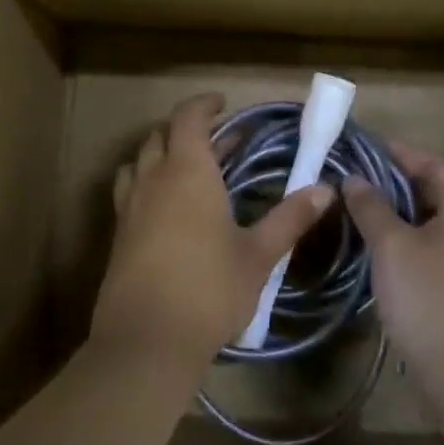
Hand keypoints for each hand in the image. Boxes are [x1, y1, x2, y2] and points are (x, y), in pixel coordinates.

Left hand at [93, 93, 334, 369]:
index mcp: (187, 172)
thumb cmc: (209, 289)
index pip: (188, 118)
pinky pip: (130, 191)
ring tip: (188, 168)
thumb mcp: (258, 255)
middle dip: (187, 129)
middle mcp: (152, 180)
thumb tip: (325, 189)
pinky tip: (168, 210)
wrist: (147, 340)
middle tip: (218, 140)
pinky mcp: (118, 235)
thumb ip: (290, 218)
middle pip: (160, 136)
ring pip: (140, 162)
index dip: (204, 105)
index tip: (223, 104)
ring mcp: (129, 207)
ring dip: (161, 154)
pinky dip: (148, 182)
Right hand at [342, 142, 443, 404]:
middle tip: (363, 180)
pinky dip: (415, 240)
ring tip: (367, 212)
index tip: (364, 148)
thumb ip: (372, 207)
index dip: (400, 153)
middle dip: (402, 182)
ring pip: (441, 222)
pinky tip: (387, 253)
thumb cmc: (431, 299)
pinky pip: (441, 248)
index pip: (435, 163)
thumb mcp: (392, 247)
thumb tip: (354, 178)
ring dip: (407, 213)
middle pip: (441, 191)